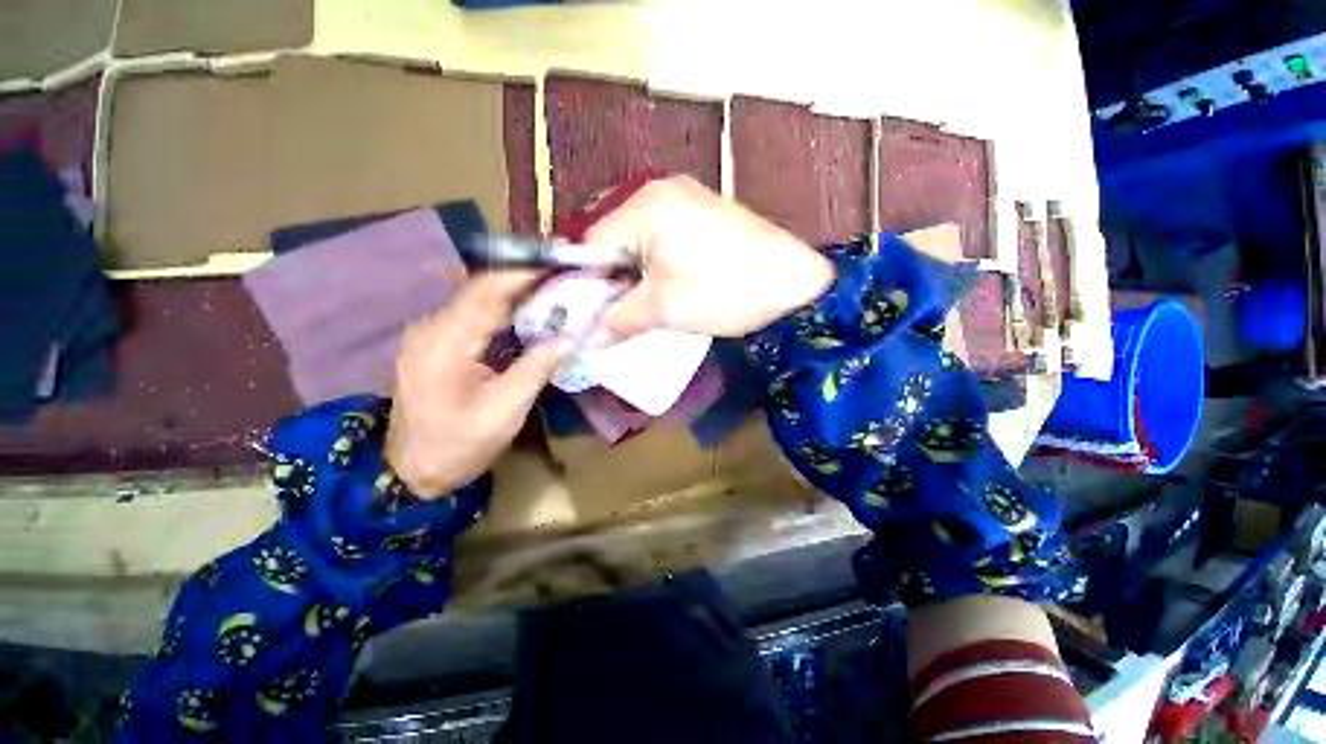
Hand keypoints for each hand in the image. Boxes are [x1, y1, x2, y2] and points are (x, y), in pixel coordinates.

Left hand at [384, 271, 570, 496]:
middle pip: (481, 289)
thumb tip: (571, 335)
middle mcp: (431, 329)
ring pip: (477, 298)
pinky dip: (503, 307)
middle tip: (563, 272)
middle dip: (523, 277)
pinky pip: (472, 314)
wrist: (413, 472)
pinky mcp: (434, 342)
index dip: (523, 272)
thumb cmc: (461, 445)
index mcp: (446, 344)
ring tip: (552, 285)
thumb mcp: (507, 410)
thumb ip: (538, 367)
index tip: (559, 262)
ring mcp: (429, 334)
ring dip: (514, 291)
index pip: (487, 291)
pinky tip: (527, 309)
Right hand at [584, 175, 834, 340]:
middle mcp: (660, 193)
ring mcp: (685, 202)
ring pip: (638, 245)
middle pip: (615, 242)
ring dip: (634, 278)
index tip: (586, 315)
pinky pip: (662, 242)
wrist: (797, 283)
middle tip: (613, 315)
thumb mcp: (665, 308)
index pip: (592, 243)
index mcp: (646, 206)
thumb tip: (585, 341)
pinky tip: (662, 291)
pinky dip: (655, 269)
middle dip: (611, 282)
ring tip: (638, 308)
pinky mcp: (702, 218)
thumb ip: (619, 321)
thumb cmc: (726, 290)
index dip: (585, 283)